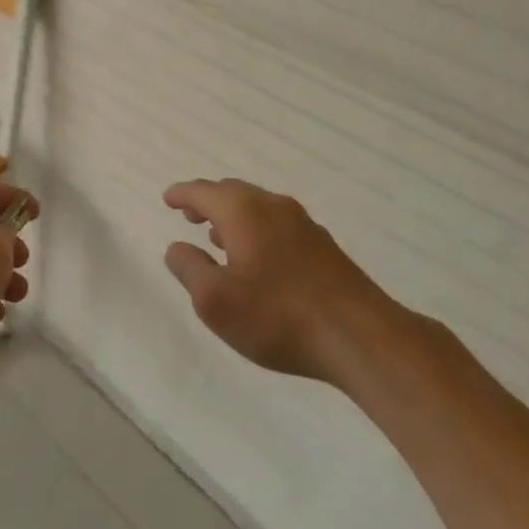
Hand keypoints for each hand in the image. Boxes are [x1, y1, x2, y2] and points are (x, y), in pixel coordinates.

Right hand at [163, 178, 386, 382]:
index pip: (204, 192)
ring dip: (234, 217)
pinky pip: (278, 225)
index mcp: (243, 211)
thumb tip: (178, 247)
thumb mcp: (214, 300)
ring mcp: (304, 225)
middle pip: (233, 193)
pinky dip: (257, 231)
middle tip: (190, 215)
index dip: (182, 194)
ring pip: (259, 208)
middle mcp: (273, 207)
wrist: (360, 337)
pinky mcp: (324, 247)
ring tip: (218, 237)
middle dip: (208, 201)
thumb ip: (189, 269)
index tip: (168, 198)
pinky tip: (258, 258)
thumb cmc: (276, 316)